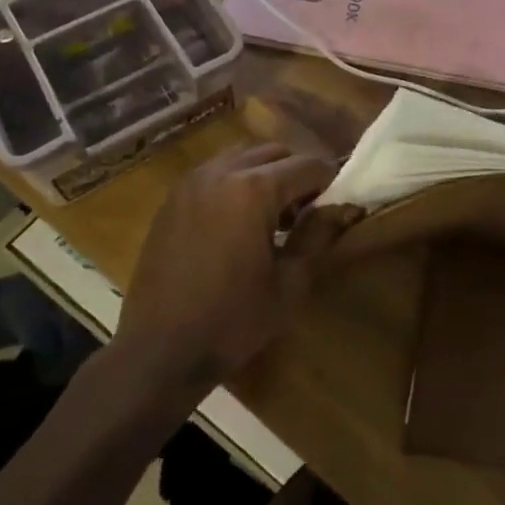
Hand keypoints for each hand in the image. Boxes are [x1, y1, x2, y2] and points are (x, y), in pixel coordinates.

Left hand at [116, 143, 361, 398]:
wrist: (158, 351)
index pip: (308, 166)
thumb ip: (319, 235)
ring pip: (242, 156)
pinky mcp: (171, 199)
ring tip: (270, 216)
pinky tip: (236, 224)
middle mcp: (221, 172)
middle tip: (305, 213)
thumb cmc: (232, 320)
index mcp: (253, 190)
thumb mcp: (289, 282)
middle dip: (296, 174)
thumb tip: (345, 207)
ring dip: (264, 174)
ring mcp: (191, 183)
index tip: (337, 206)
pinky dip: (235, 183)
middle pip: (274, 152)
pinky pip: (214, 173)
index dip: (330, 182)